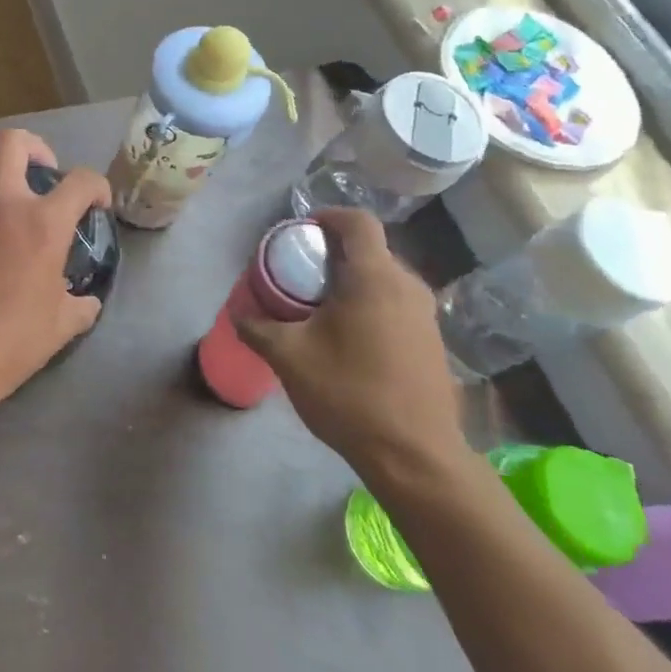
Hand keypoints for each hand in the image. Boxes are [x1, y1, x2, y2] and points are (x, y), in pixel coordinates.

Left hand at [0, 129, 111, 416]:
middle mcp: (3, 204)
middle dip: (35, 148)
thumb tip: (86, 300)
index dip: (97, 187)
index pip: (81, 180)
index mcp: (43, 223)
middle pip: (13, 142)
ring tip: (6, 202)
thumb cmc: (11, 341)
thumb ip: (80, 304)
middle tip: (44, 173)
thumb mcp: (61, 326)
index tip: (96, 204)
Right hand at [235, 208, 464, 481]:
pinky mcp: (432, 341)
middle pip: (369, 250)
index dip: (327, 216)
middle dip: (331, 253)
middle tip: (297, 274)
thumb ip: (258, 327)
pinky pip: (394, 303)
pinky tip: (345, 338)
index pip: (357, 222)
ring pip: (383, 278)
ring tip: (316, 307)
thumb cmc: (349, 393)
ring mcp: (425, 315)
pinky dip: (367, 304)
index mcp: (374, 278)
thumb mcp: (288, 357)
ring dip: (349, 281)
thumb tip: (238, 313)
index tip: (299, 230)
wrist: (415, 455)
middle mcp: (407, 286)